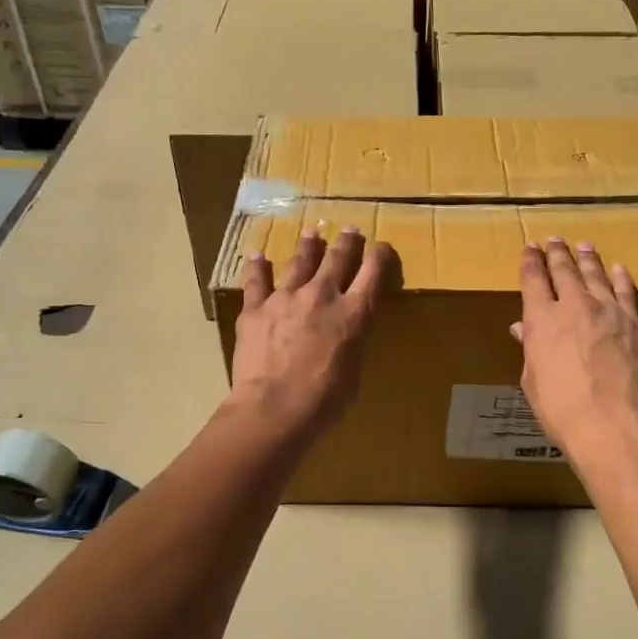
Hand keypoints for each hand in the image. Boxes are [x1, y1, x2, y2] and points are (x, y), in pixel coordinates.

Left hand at [227, 226, 395, 446]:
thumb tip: (346, 333)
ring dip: (308, 246)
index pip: (373, 274)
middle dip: (346, 242)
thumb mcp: (354, 370)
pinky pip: (256, 281)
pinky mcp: (255, 308)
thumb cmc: (323, 401)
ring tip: (311, 234)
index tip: (382, 247)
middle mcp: (322, 296)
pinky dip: (257, 267)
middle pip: (337, 259)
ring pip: (300, 262)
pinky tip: (257, 256)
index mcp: (354, 314)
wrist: (274, 408)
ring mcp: (285, 298)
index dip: (379, 257)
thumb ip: (352, 342)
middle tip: (349, 230)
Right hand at [510, 239, 637, 459]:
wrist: (610, 421)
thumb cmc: (559, 407)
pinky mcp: (634, 323)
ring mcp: (607, 311)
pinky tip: (618, 269)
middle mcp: (573, 305)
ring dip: (588, 258)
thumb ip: (530, 347)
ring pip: (596, 274)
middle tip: (555, 240)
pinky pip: (626, 292)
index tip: (530, 247)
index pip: (533, 279)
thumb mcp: (533, 378)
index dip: (531, 261)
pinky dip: (620, 278)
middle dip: (558, 253)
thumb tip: (523, 328)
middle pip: (564, 270)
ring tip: (584, 246)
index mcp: (541, 319)